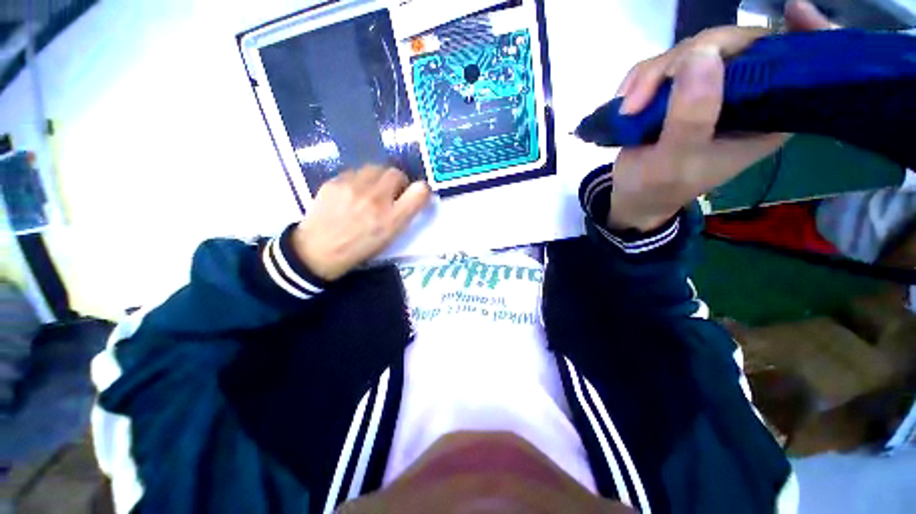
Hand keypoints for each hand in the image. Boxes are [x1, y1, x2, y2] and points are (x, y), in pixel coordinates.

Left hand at [292, 166, 430, 280]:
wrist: (316, 251)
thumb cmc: (358, 250)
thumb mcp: (388, 239)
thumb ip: (402, 217)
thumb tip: (411, 197)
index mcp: (392, 220)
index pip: (420, 192)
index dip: (423, 190)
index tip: (417, 194)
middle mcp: (376, 200)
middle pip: (397, 173)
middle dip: (398, 181)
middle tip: (392, 192)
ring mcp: (353, 188)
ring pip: (376, 168)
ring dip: (379, 178)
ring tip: (371, 190)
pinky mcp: (335, 182)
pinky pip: (355, 172)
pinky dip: (359, 180)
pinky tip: (352, 192)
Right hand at [606, 0, 835, 231]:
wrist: (633, 194)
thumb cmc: (658, 187)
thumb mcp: (675, 161)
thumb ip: (691, 117)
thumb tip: (701, 55)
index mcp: (766, 117)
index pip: (801, 66)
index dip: (806, 34)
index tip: (794, 10)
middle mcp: (746, 95)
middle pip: (734, 44)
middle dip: (684, 60)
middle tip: (643, 95)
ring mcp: (712, 87)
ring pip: (694, 49)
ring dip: (652, 74)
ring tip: (628, 108)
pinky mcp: (682, 87)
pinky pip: (666, 61)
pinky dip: (641, 77)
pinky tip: (626, 100)